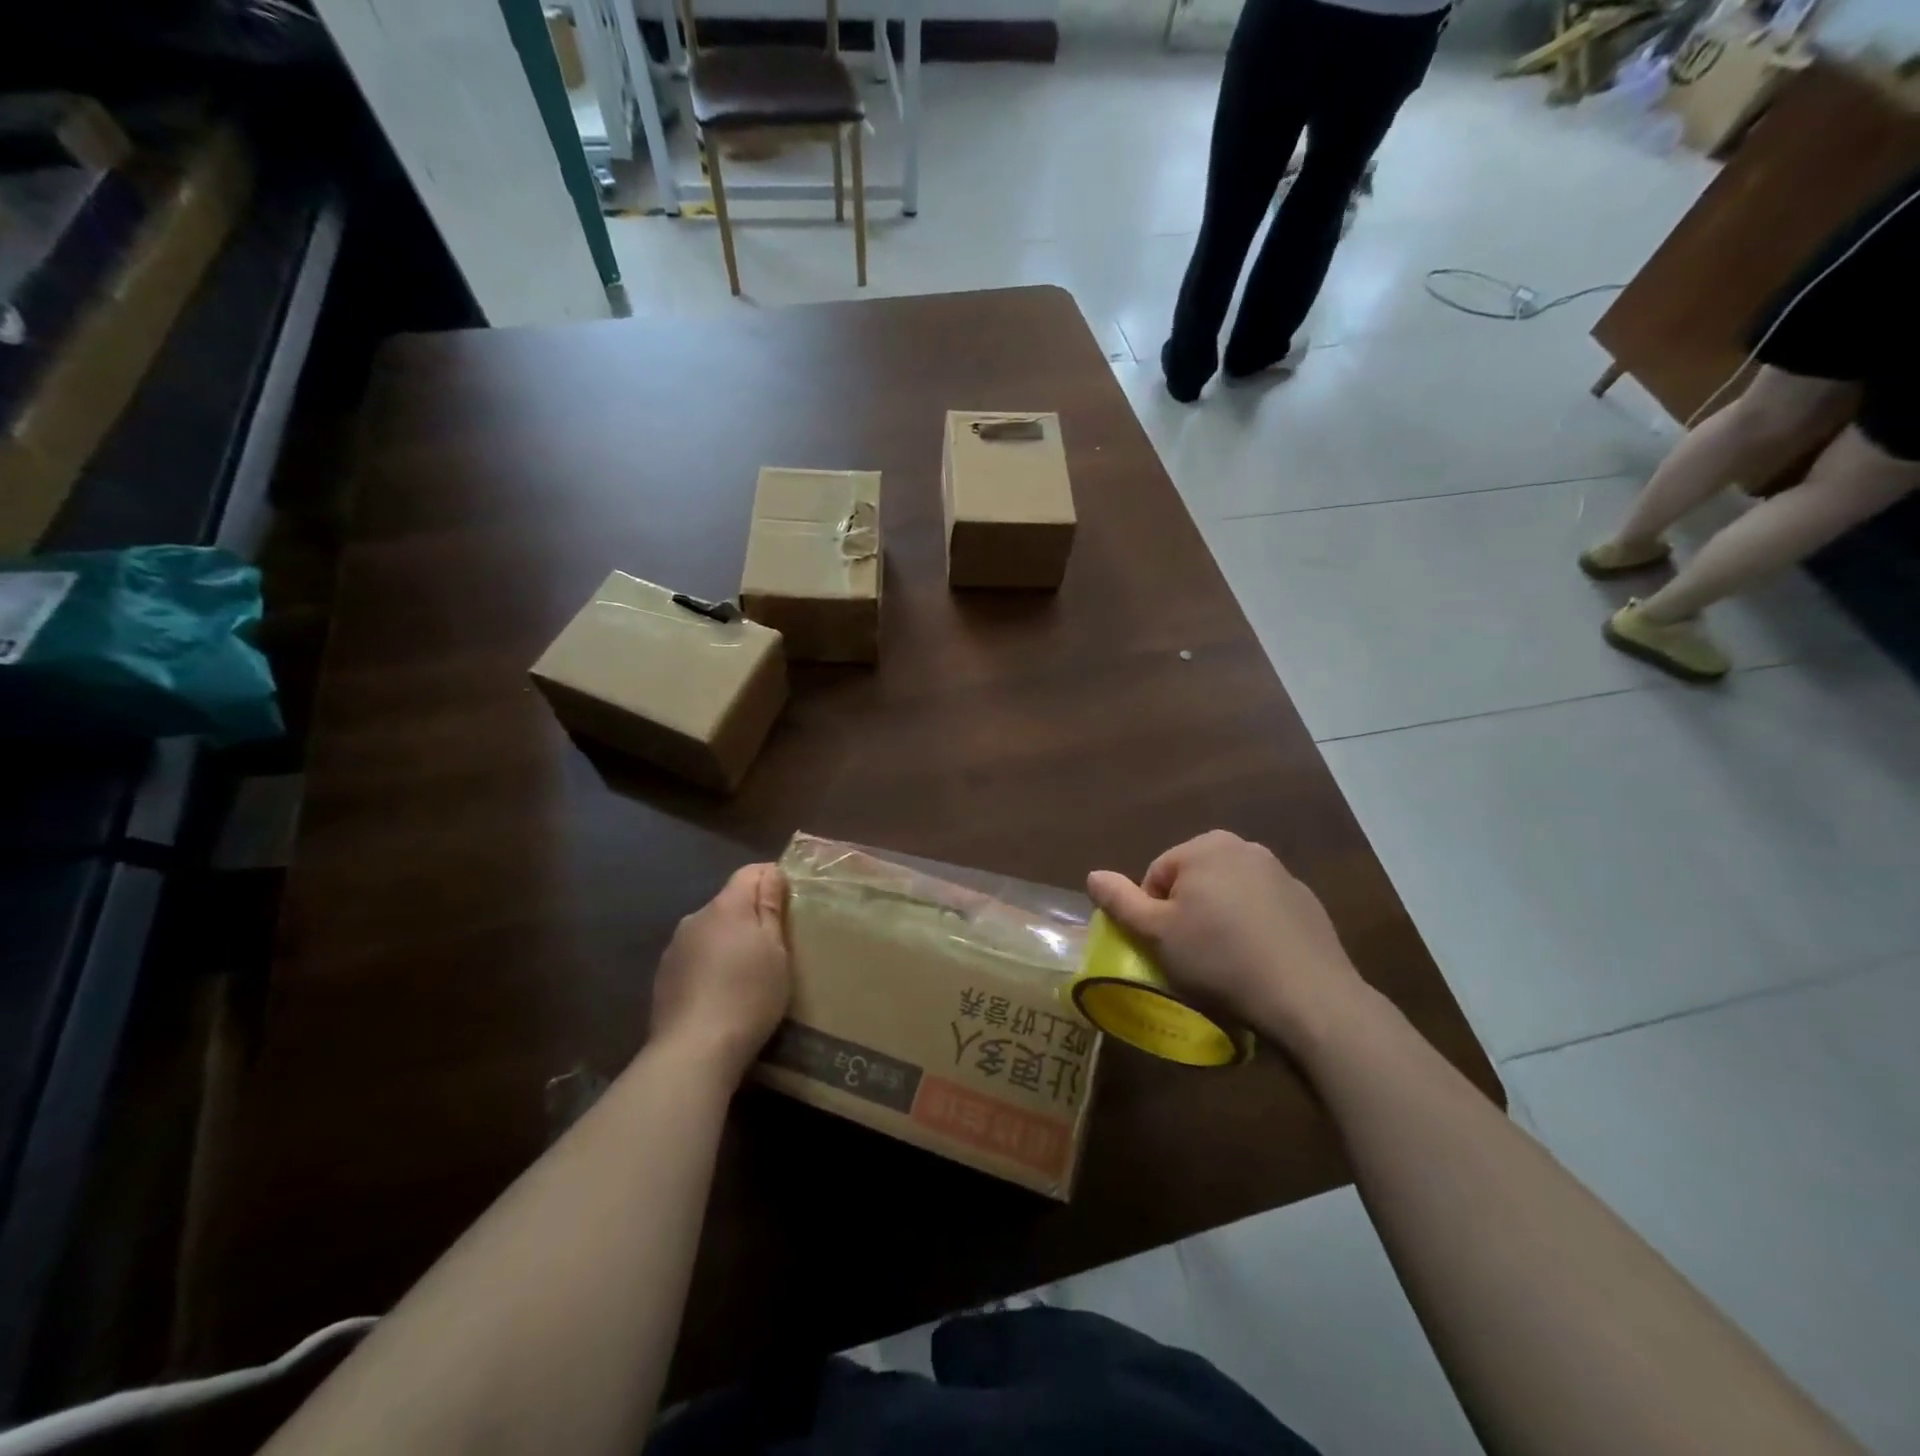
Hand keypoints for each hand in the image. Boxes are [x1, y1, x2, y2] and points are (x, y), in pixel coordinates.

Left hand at [650, 863, 791, 1081]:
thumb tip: (771, 872)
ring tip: (748, 972)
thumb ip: (770, 907)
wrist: (694, 1051)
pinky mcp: (663, 976)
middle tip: (776, 944)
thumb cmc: (748, 994)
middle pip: (730, 902)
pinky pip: (695, 956)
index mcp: (726, 906)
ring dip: (729, 940)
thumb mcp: (776, 950)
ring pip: (711, 930)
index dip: (773, 879)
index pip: (751, 872)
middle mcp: (695, 918)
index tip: (791, 902)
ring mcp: (675, 948)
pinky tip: (721, 992)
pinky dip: (711, 964)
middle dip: (751, 914)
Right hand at [1087, 831, 1373, 1054]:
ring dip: (1219, 919)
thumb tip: (1092, 875)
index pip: (1156, 875)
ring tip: (1225, 961)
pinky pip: (1262, 910)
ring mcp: (1281, 873)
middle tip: (1192, 954)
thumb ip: (1120, 901)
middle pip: (1193, 880)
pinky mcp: (1306, 902)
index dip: (1153, 913)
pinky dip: (1252, 928)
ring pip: (1228, 894)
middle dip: (1187, 912)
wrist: (1308, 997)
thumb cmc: (1219, 959)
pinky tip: (1257, 961)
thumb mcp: (1156, 933)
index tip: (1167, 946)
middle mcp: (1244, 847)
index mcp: (1205, 847)